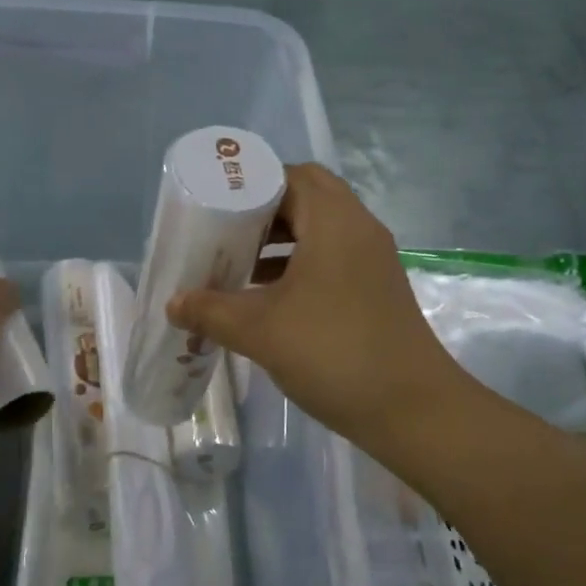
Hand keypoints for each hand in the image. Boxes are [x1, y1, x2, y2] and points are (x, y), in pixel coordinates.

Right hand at [167, 164, 470, 447]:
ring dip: (281, 240)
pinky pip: (332, 257)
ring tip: (237, 263)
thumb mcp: (261, 331)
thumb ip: (211, 311)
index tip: (217, 203)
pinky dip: (300, 265)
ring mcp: (372, 259)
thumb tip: (172, 303)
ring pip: (320, 230)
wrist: (413, 410)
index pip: (293, 175)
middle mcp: (359, 229)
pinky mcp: (376, 288)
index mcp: (335, 221)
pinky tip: (267, 297)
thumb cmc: (333, 353)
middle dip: (263, 211)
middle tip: (224, 231)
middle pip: (307, 198)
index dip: (253, 182)